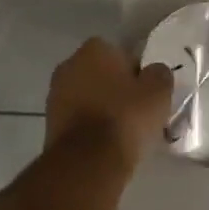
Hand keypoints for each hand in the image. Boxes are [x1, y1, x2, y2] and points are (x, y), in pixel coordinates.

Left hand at [45, 39, 174, 169]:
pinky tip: (105, 143)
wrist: (88, 160)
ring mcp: (55, 94)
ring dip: (101, 107)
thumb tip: (154, 72)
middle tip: (136, 110)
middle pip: (100, 74)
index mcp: (94, 49)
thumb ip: (159, 74)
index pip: (120, 53)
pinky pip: (78, 118)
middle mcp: (69, 65)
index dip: (136, 72)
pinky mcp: (50, 122)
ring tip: (122, 130)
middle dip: (115, 88)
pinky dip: (89, 126)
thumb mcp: (158, 91)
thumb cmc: (126, 117)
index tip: (146, 92)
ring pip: (87, 96)